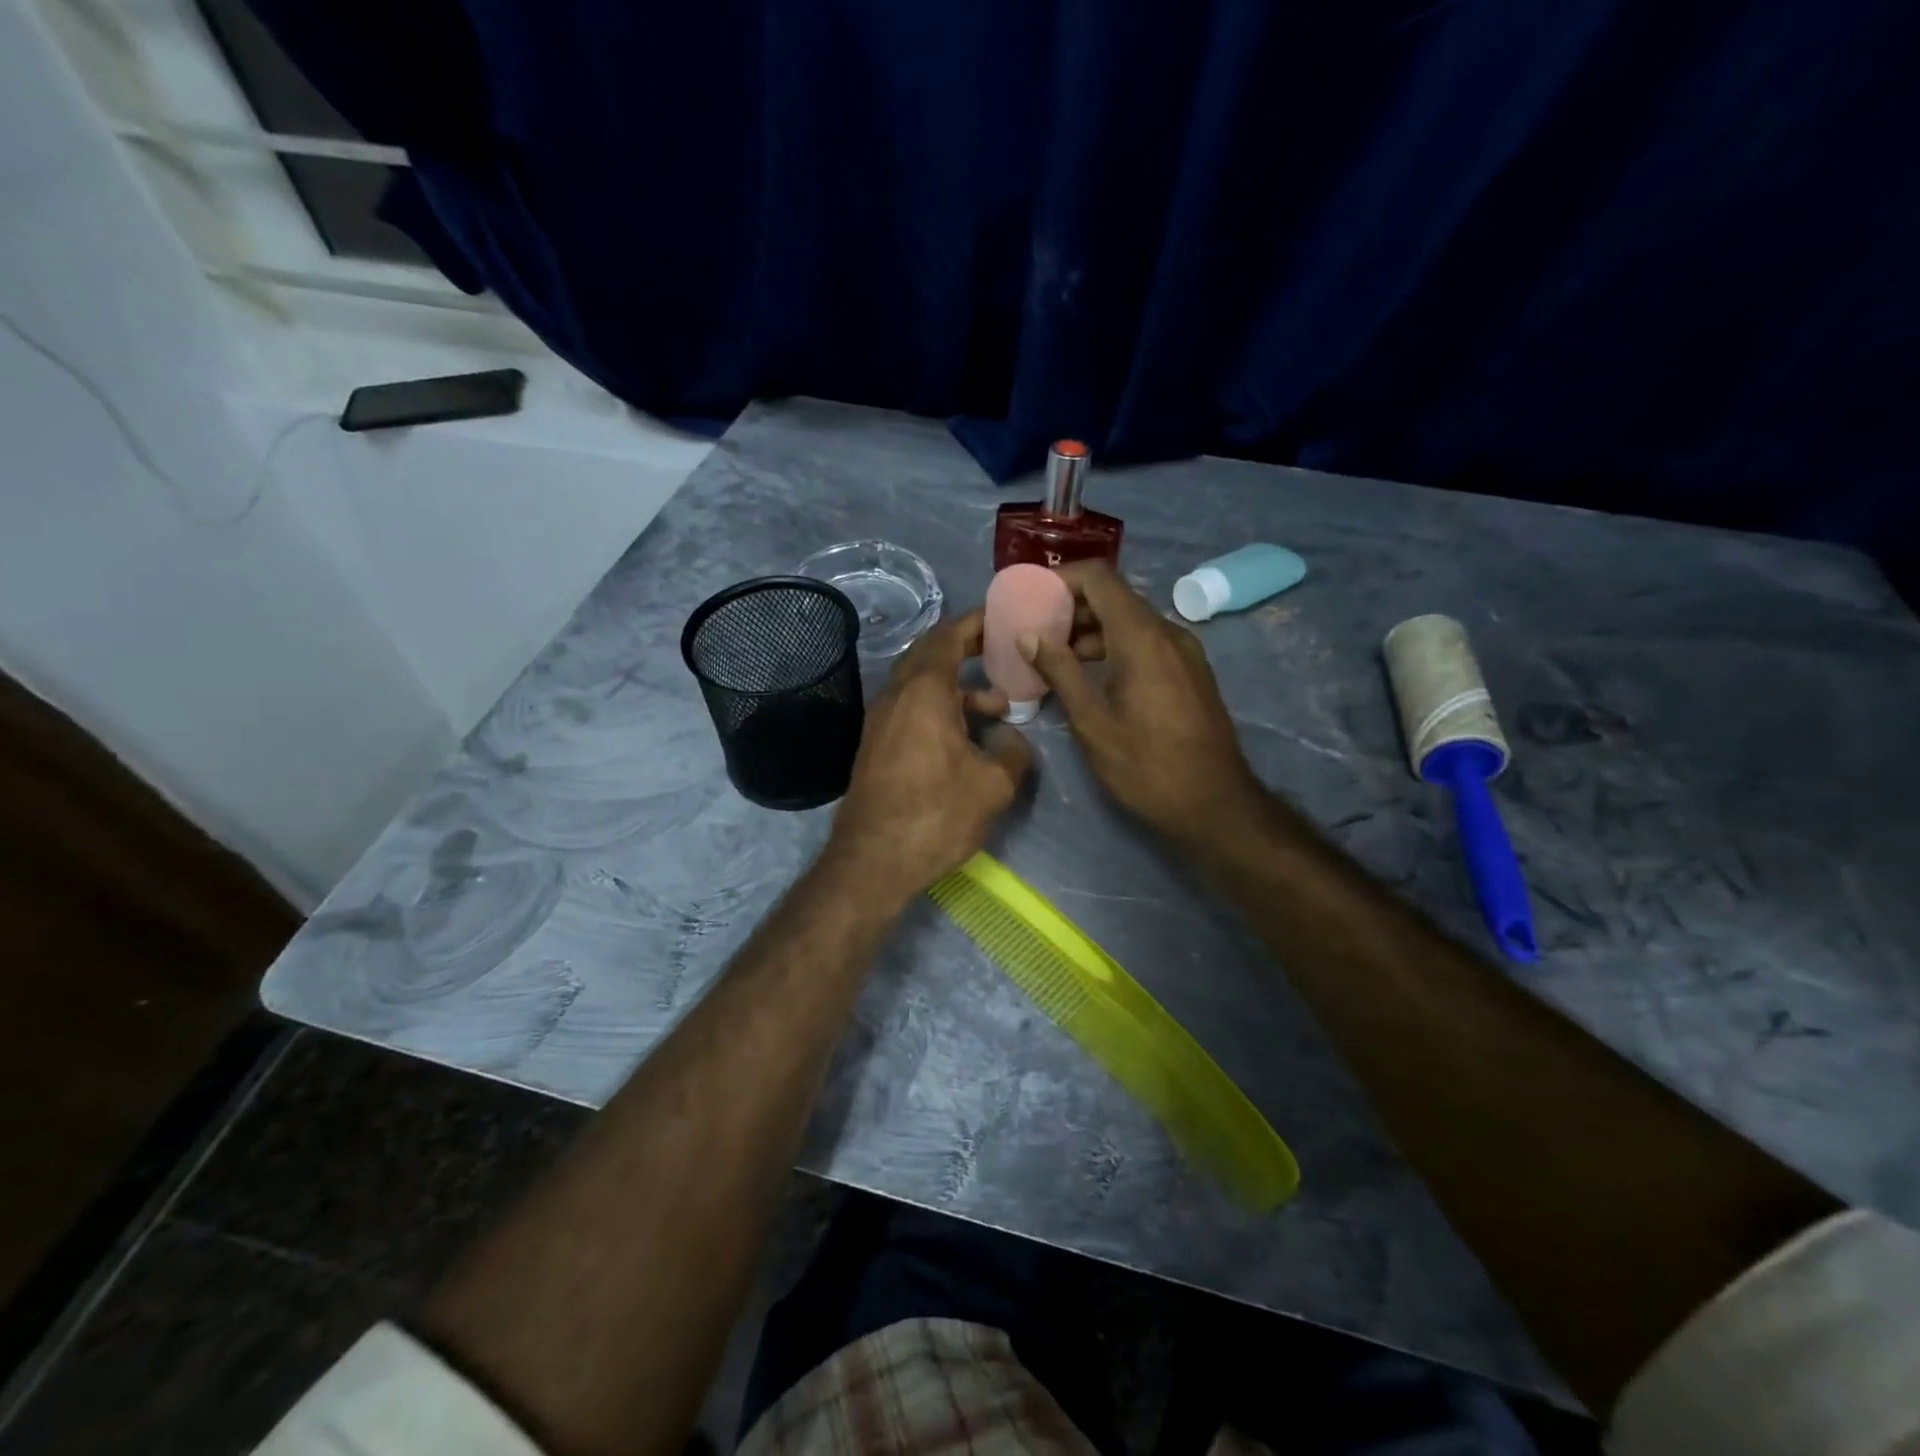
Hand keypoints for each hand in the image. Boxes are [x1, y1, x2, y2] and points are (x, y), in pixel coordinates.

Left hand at [826, 610, 1032, 901]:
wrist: (872, 861)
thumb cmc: (936, 815)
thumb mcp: (993, 785)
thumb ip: (1013, 751)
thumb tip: (1012, 739)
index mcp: (923, 691)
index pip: (947, 636)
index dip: (975, 622)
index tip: (1001, 616)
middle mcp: (896, 696)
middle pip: (930, 654)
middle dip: (966, 649)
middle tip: (1001, 651)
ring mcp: (880, 721)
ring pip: (921, 686)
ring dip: (957, 687)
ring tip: (997, 707)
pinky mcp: (876, 745)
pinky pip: (911, 709)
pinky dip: (940, 708)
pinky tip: (965, 738)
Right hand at [1023, 560, 1260, 846]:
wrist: (1214, 805)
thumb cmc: (1145, 765)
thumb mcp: (1092, 721)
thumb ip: (1060, 670)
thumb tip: (1028, 635)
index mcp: (1142, 636)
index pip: (1099, 578)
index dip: (1061, 579)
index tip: (1030, 598)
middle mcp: (1168, 632)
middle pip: (1115, 597)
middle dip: (1072, 608)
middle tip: (1034, 632)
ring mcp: (1184, 652)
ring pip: (1131, 622)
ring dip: (1092, 632)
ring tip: (1055, 658)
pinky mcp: (1190, 673)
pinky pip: (1147, 644)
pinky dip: (1115, 648)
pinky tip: (1091, 677)